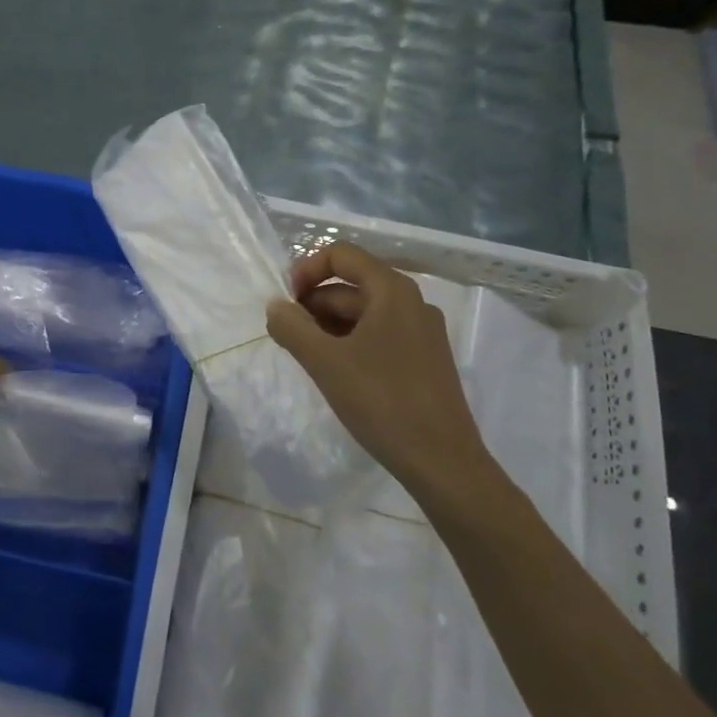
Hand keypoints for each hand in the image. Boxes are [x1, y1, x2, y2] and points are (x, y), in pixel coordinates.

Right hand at [265, 241, 490, 496]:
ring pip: (362, 312)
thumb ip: (292, 327)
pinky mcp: (423, 359)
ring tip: (306, 357)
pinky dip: (348, 342)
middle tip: (288, 336)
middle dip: (312, 303)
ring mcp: (421, 332)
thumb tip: (275, 306)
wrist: (441, 460)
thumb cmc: (381, 401)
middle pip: (351, 284)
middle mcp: (411, 302)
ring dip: (327, 325)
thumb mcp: (325, 362)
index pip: (341, 255)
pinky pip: (377, 335)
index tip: (285, 303)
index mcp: (392, 291)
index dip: (306, 270)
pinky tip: (334, 372)